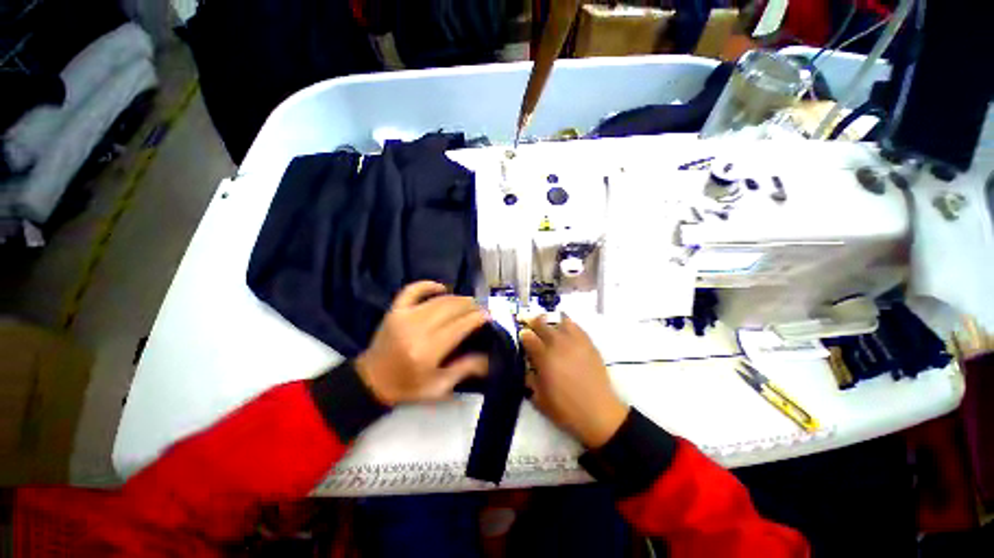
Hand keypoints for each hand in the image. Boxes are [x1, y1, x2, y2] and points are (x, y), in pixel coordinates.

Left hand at [356, 281, 489, 404]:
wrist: (371, 381)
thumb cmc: (407, 387)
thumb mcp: (439, 387)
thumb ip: (465, 369)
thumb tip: (489, 357)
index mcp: (428, 350)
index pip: (460, 325)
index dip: (478, 318)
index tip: (489, 316)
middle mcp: (417, 329)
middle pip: (452, 308)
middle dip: (471, 305)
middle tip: (481, 309)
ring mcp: (404, 316)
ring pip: (438, 299)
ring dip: (457, 298)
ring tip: (468, 302)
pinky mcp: (395, 310)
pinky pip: (413, 289)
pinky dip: (428, 285)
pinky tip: (442, 288)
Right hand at [520, 315, 628, 447]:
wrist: (599, 413)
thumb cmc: (565, 409)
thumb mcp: (538, 398)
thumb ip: (528, 378)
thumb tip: (525, 364)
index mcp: (544, 357)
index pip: (528, 337)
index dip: (522, 334)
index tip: (521, 336)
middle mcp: (558, 344)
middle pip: (541, 324)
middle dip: (532, 321)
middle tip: (528, 322)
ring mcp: (575, 342)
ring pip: (559, 320)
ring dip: (549, 321)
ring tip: (547, 324)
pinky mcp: (588, 343)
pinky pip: (576, 326)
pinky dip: (567, 324)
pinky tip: (564, 329)